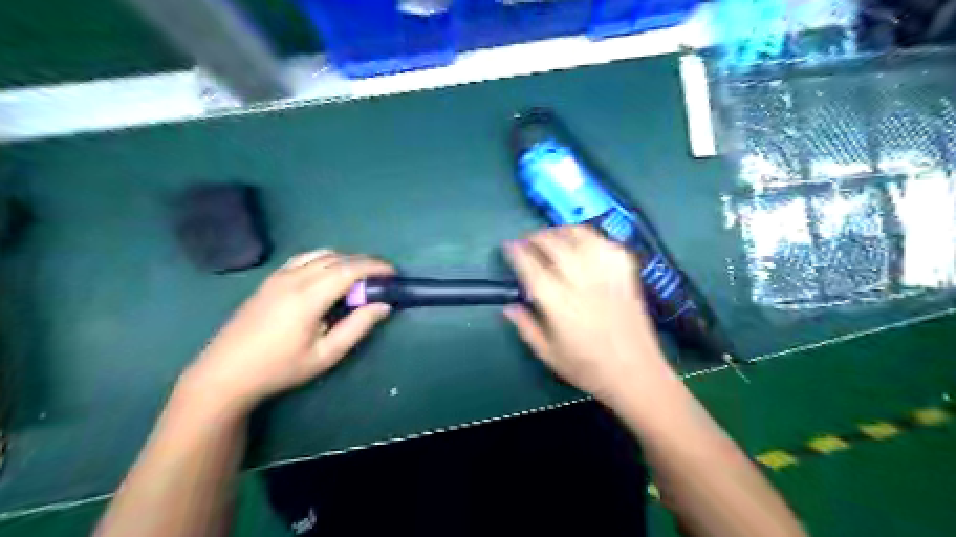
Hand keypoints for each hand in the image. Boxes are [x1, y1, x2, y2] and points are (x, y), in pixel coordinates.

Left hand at [180, 249, 394, 411]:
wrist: (225, 373)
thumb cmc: (280, 368)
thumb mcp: (326, 354)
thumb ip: (357, 327)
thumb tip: (384, 306)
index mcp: (308, 296)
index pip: (349, 269)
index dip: (375, 267)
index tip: (393, 273)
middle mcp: (294, 278)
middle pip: (337, 258)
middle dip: (364, 262)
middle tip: (382, 276)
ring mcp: (278, 276)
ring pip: (320, 254)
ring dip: (344, 259)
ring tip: (359, 276)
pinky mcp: (269, 279)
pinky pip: (304, 258)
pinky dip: (324, 259)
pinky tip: (329, 275)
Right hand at [503, 227, 674, 405]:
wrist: (637, 374)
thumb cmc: (589, 369)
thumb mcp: (549, 355)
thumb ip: (527, 327)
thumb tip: (508, 306)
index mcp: (560, 305)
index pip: (532, 268)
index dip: (517, 253)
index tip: (508, 246)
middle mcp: (583, 283)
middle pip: (556, 245)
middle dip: (537, 236)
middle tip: (527, 240)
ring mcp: (607, 276)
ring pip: (582, 237)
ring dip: (562, 231)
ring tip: (552, 236)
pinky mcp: (626, 275)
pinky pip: (607, 244)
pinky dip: (592, 238)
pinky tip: (583, 243)